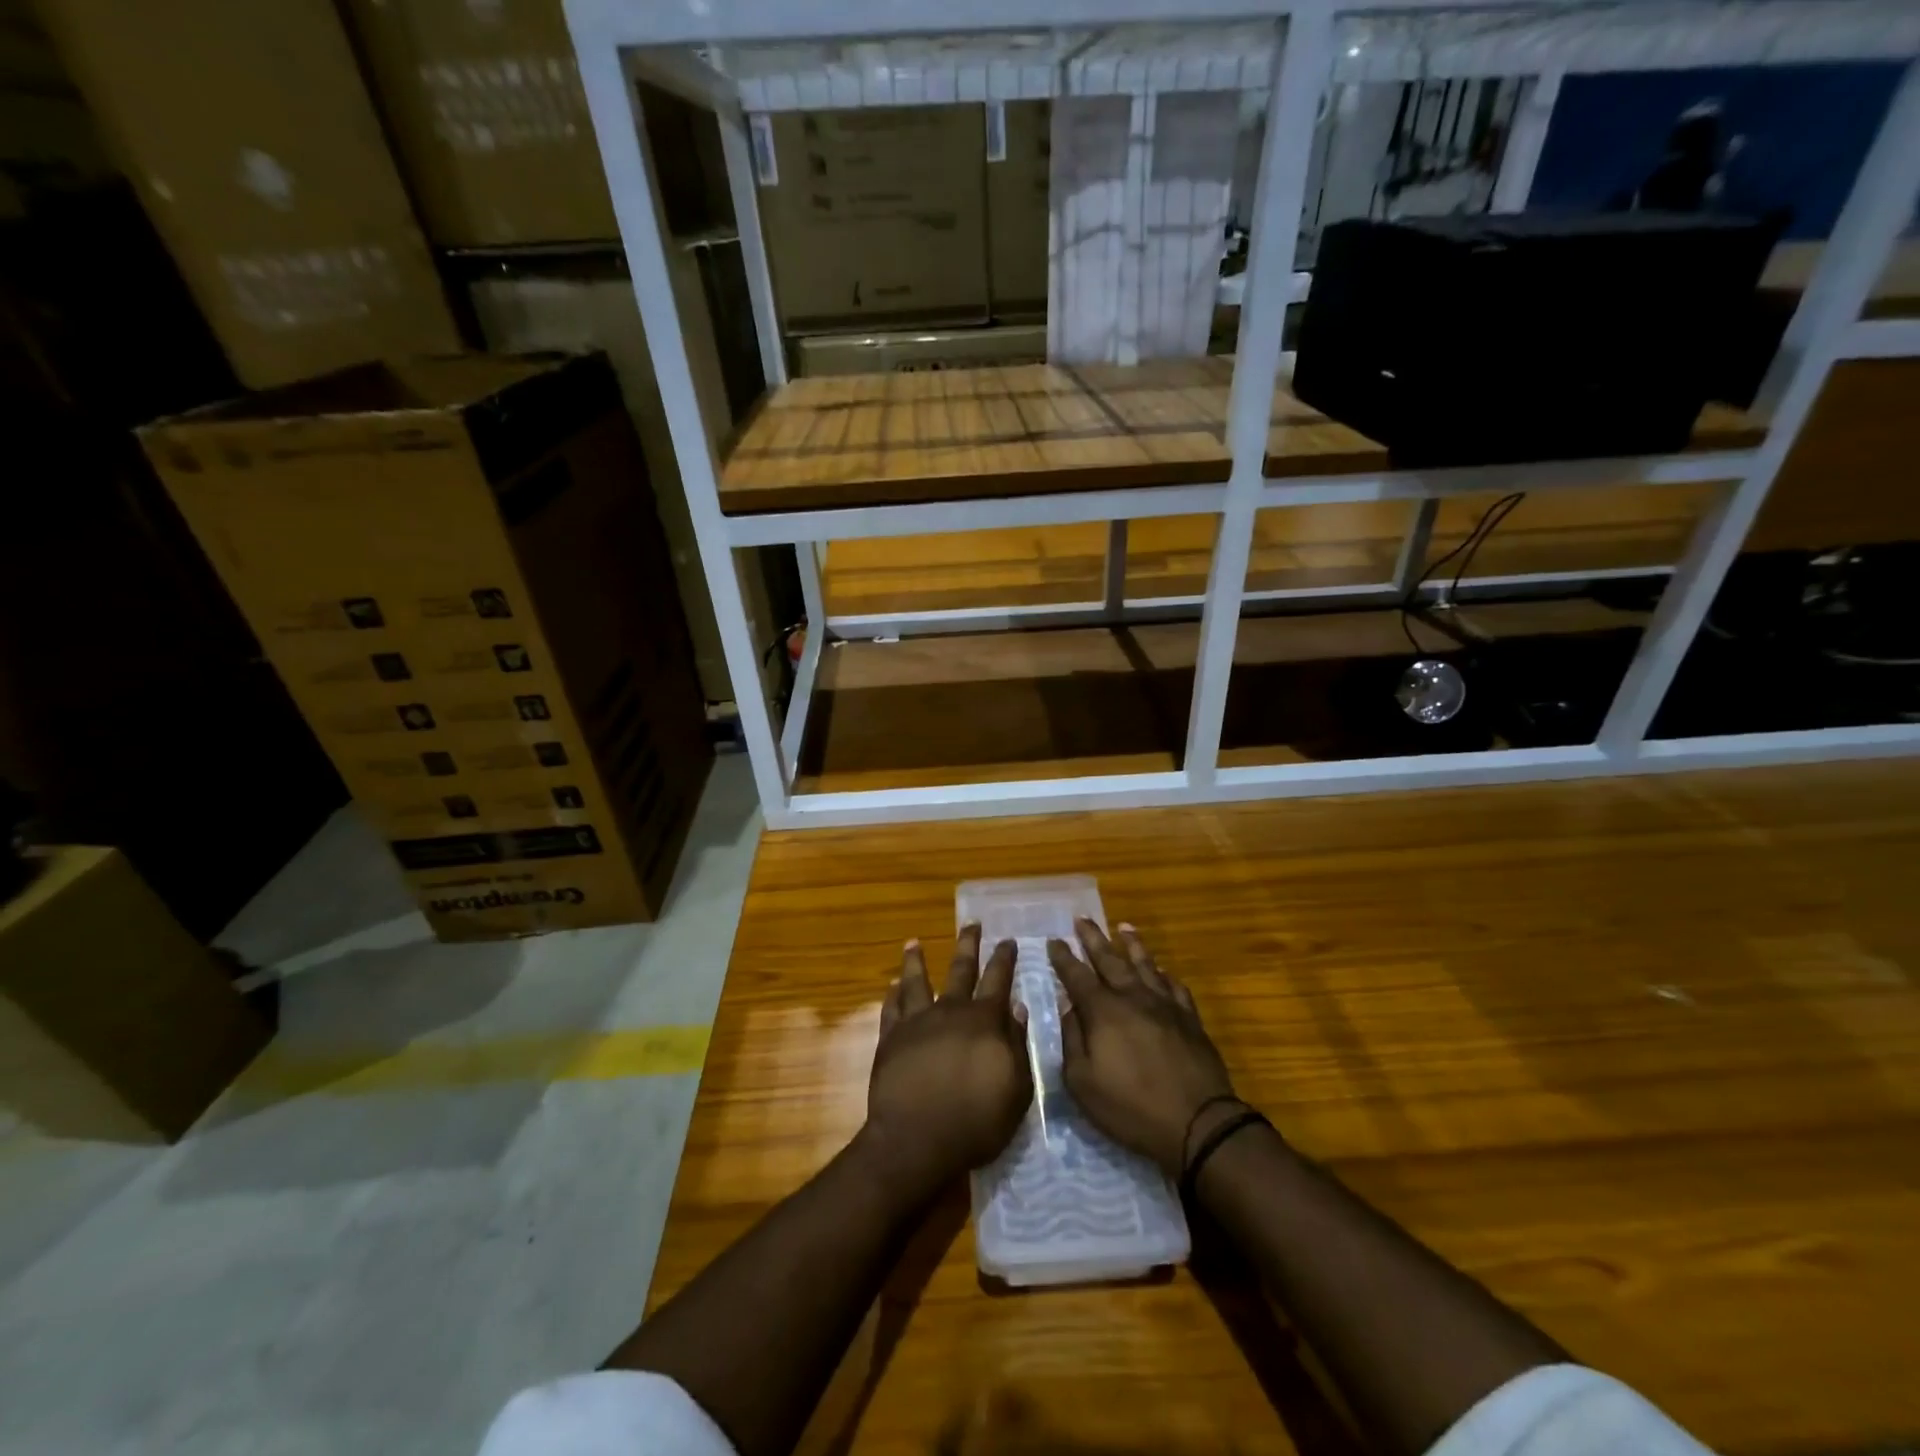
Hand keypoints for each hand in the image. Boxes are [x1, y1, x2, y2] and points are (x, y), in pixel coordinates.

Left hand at [866, 925, 1032, 1200]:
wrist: (917, 1140)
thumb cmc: (975, 1121)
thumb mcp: (1015, 1090)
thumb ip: (1017, 1046)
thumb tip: (1018, 1008)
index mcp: (983, 1021)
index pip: (998, 980)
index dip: (1004, 958)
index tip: (1008, 940)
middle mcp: (949, 1011)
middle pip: (960, 969)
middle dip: (968, 944)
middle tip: (971, 923)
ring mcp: (916, 1022)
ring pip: (917, 981)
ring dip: (917, 960)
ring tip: (913, 942)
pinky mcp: (890, 1039)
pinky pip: (891, 1008)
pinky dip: (892, 994)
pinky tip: (892, 984)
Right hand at [1048, 920, 1237, 1175]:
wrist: (1198, 1123)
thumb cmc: (1131, 1107)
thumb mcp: (1083, 1082)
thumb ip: (1072, 1040)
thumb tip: (1069, 1009)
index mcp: (1103, 1011)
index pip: (1076, 975)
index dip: (1063, 957)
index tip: (1054, 940)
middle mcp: (1132, 997)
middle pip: (1109, 960)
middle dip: (1093, 938)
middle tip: (1082, 918)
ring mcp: (1165, 1005)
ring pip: (1145, 964)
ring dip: (1132, 944)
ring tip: (1123, 926)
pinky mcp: (1190, 1018)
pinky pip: (1175, 986)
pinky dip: (1165, 974)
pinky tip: (1162, 970)